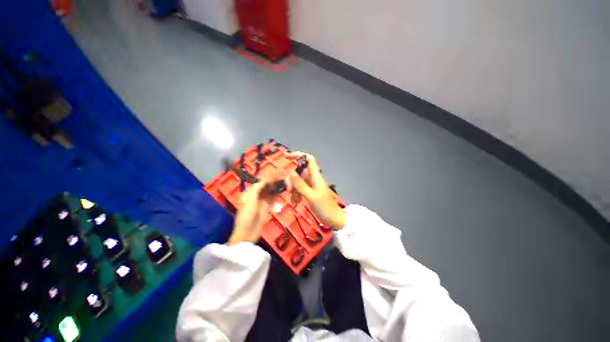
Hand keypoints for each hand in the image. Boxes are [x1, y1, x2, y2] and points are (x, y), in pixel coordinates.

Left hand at [227, 178, 280, 245]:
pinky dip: (275, 195)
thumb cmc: (247, 215)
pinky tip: (281, 192)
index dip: (267, 179)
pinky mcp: (265, 207)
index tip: (276, 175)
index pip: (259, 183)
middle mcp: (254, 196)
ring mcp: (260, 202)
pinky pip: (271, 199)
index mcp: (249, 193)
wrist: (248, 232)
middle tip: (281, 179)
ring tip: (283, 184)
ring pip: (269, 192)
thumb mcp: (250, 200)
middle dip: (272, 183)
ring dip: (275, 188)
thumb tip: (265, 180)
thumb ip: (257, 189)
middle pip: (264, 187)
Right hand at [286, 152, 345, 229]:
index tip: (287, 157)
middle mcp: (312, 178)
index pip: (308, 159)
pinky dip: (296, 194)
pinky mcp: (309, 191)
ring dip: (293, 189)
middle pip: (299, 171)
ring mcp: (311, 184)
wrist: (333, 218)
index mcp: (315, 176)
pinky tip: (295, 202)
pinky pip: (299, 188)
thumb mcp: (311, 196)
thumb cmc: (324, 207)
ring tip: (294, 200)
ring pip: (297, 181)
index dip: (298, 155)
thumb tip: (290, 171)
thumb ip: (300, 184)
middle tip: (289, 190)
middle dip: (292, 180)